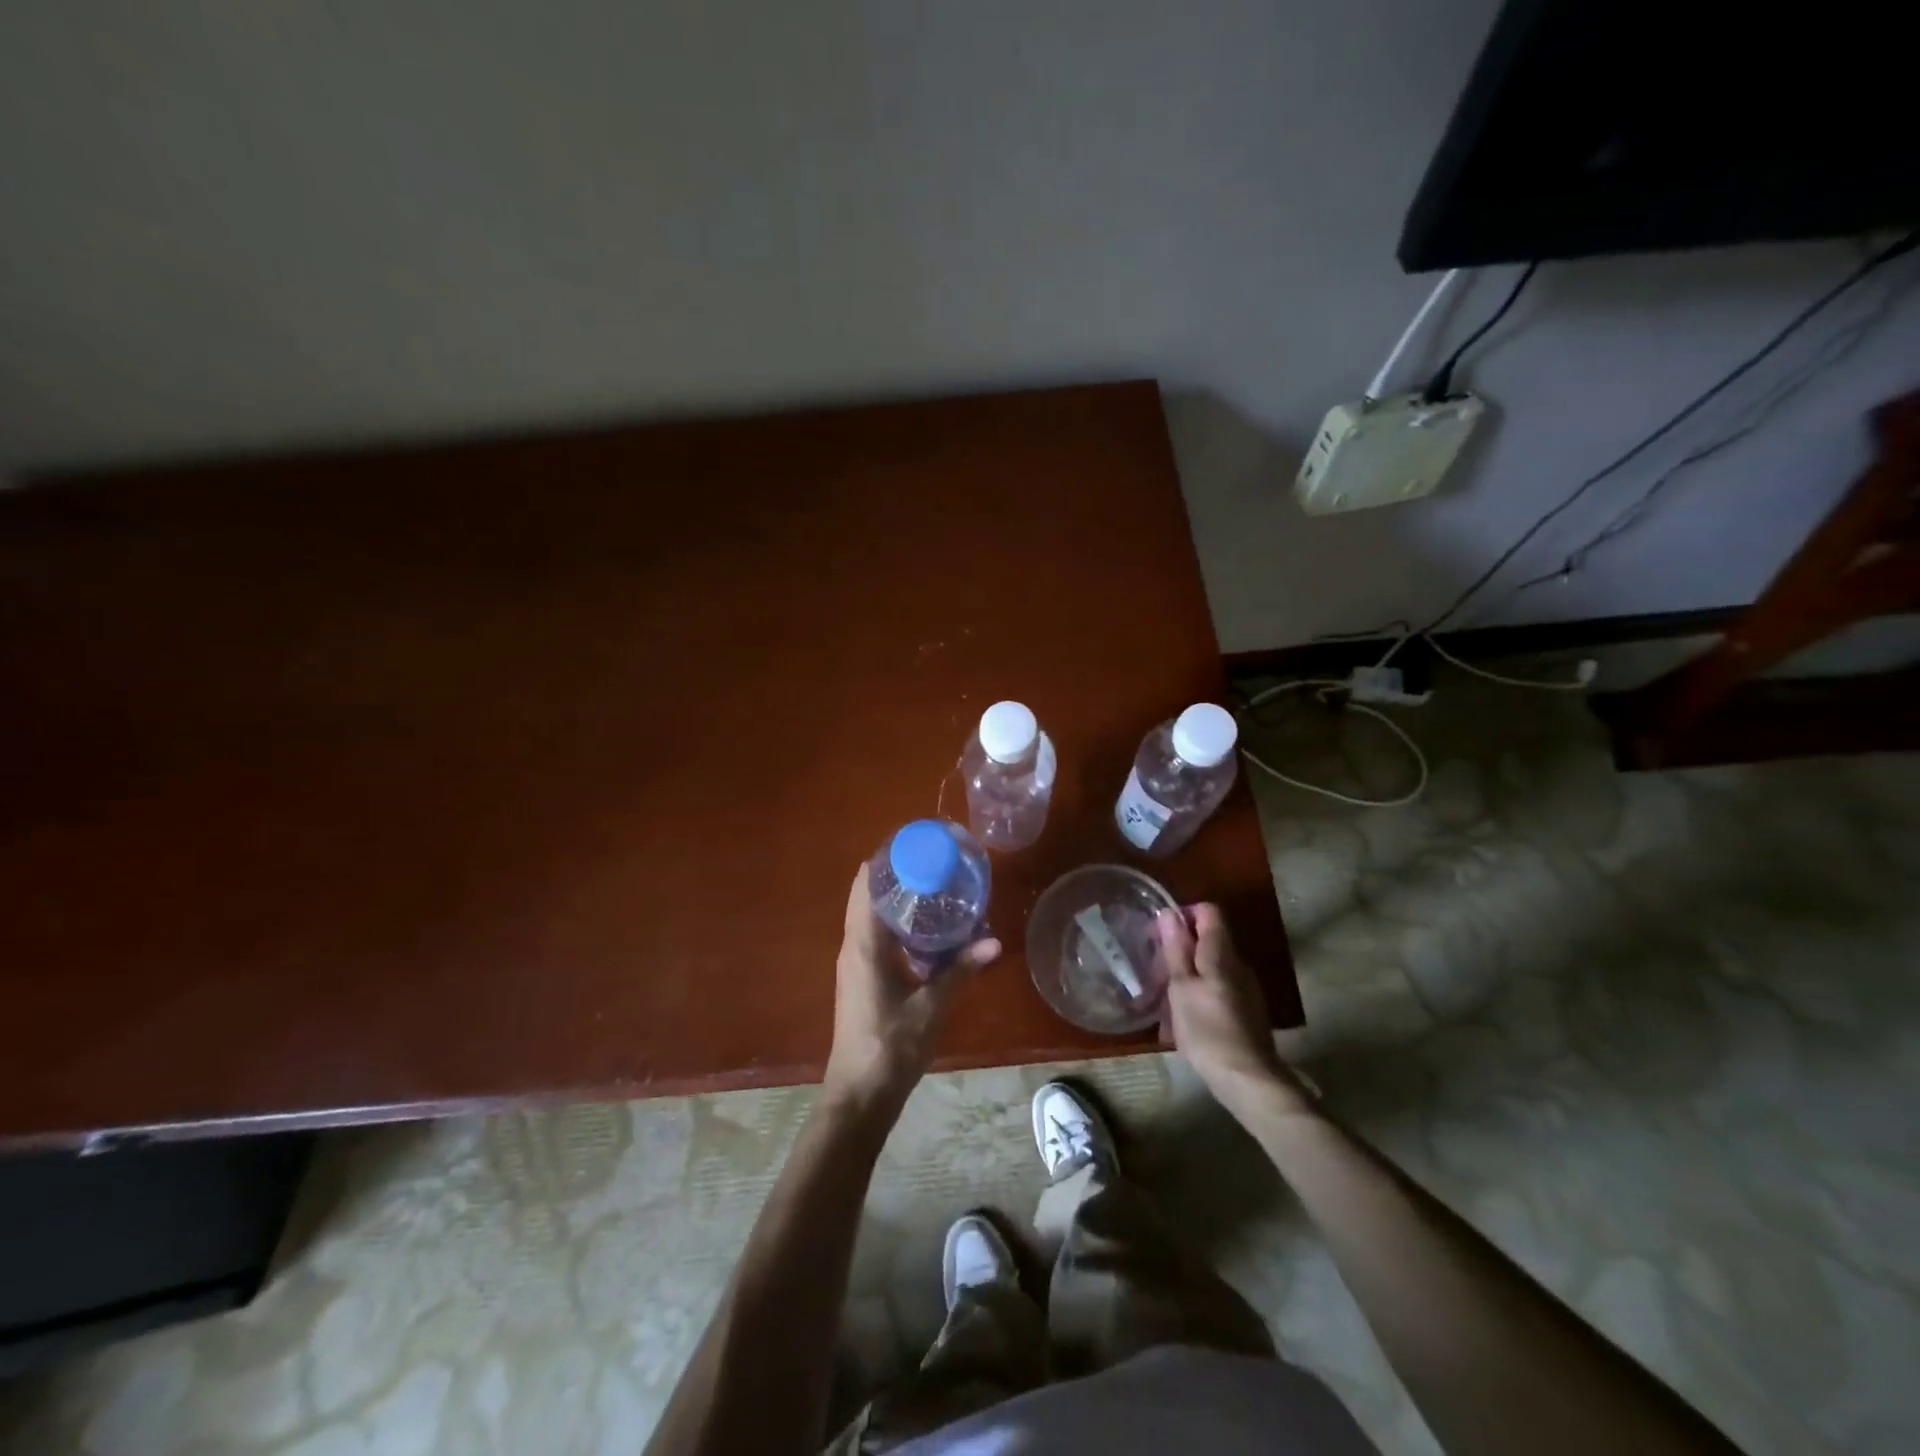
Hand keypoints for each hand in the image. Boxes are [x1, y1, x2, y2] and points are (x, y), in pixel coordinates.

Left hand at [823, 864, 1000, 1110]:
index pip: (866, 884)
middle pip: (869, 895)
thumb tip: (994, 942)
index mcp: (864, 944)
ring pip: (872, 916)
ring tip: (936, 889)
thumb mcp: (932, 1007)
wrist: (860, 1095)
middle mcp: (854, 946)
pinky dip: (898, 924)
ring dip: (898, 901)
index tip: (917, 844)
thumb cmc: (891, 1047)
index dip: (886, 859)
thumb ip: (961, 971)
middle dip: (898, 876)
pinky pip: (877, 937)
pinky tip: (928, 931)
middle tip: (936, 864)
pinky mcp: (862, 979)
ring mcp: (855, 963)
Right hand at [1155, 903, 1309, 1118]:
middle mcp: (1238, 963)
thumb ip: (1176, 949)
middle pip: (1209, 939)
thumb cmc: (1207, 1029)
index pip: (1208, 911)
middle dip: (1181, 947)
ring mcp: (1246, 988)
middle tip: (1156, 968)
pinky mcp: (1247, 1010)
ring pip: (1212, 966)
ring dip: (1188, 973)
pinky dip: (1200, 992)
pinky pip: (1219, 987)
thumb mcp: (1181, 987)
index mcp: (1222, 953)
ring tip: (1165, 997)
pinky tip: (1185, 1018)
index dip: (1184, 914)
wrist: (1247, 1079)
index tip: (1162, 935)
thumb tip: (1169, 913)